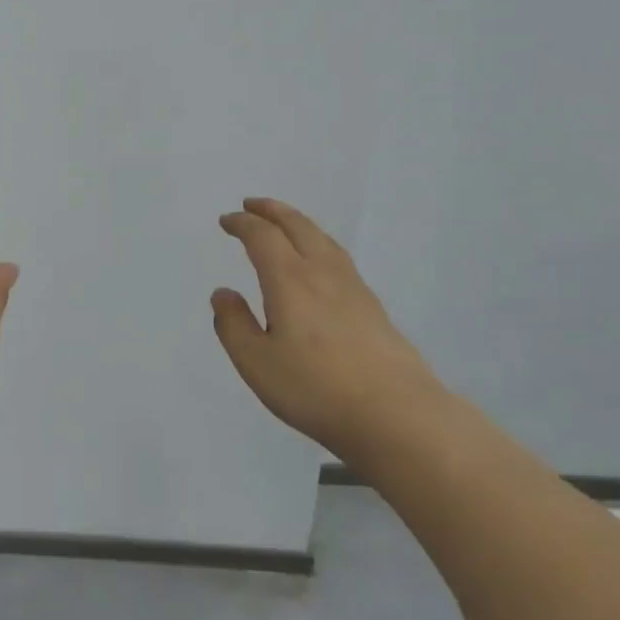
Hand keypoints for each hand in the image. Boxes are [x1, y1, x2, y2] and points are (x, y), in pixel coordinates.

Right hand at [211, 197, 444, 456]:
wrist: (396, 414)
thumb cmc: (316, 388)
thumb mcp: (256, 363)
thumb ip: (233, 325)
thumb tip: (223, 293)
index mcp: (290, 280)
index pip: (263, 237)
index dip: (242, 224)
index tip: (226, 220)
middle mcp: (322, 273)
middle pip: (297, 226)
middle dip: (272, 211)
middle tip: (253, 204)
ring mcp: (353, 287)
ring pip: (323, 239)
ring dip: (298, 223)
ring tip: (285, 223)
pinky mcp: (372, 306)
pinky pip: (338, 257)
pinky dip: (319, 243)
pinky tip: (320, 262)